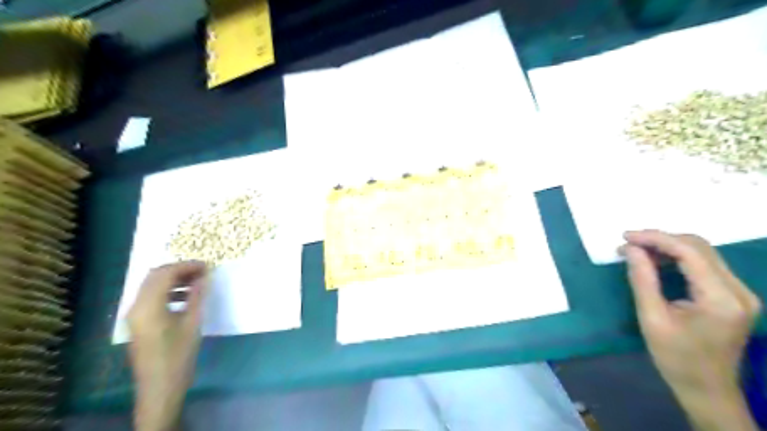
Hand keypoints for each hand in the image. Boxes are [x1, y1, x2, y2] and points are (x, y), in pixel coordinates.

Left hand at [126, 261, 207, 430]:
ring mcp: (134, 314)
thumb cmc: (179, 354)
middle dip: (179, 270)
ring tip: (197, 282)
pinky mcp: (138, 322)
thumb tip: (204, 276)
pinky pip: (151, 297)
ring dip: (174, 279)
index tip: (207, 266)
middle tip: (202, 271)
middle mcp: (136, 306)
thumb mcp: (193, 323)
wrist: (159, 386)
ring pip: (152, 285)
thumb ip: (197, 296)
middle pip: (155, 276)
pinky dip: (168, 291)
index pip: (165, 274)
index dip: (187, 266)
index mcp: (149, 306)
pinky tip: (186, 297)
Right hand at [622, 231, 760, 428]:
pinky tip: (656, 260)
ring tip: (637, 250)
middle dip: (660, 239)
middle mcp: (739, 291)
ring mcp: (741, 292)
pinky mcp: (734, 295)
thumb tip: (631, 249)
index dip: (655, 239)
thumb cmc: (675, 358)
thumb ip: (642, 280)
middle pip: (700, 247)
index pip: (690, 252)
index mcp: (721, 299)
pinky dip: (678, 257)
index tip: (625, 237)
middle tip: (628, 244)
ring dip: (668, 246)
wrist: (707, 388)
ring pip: (703, 252)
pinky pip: (705, 264)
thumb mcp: (651, 318)